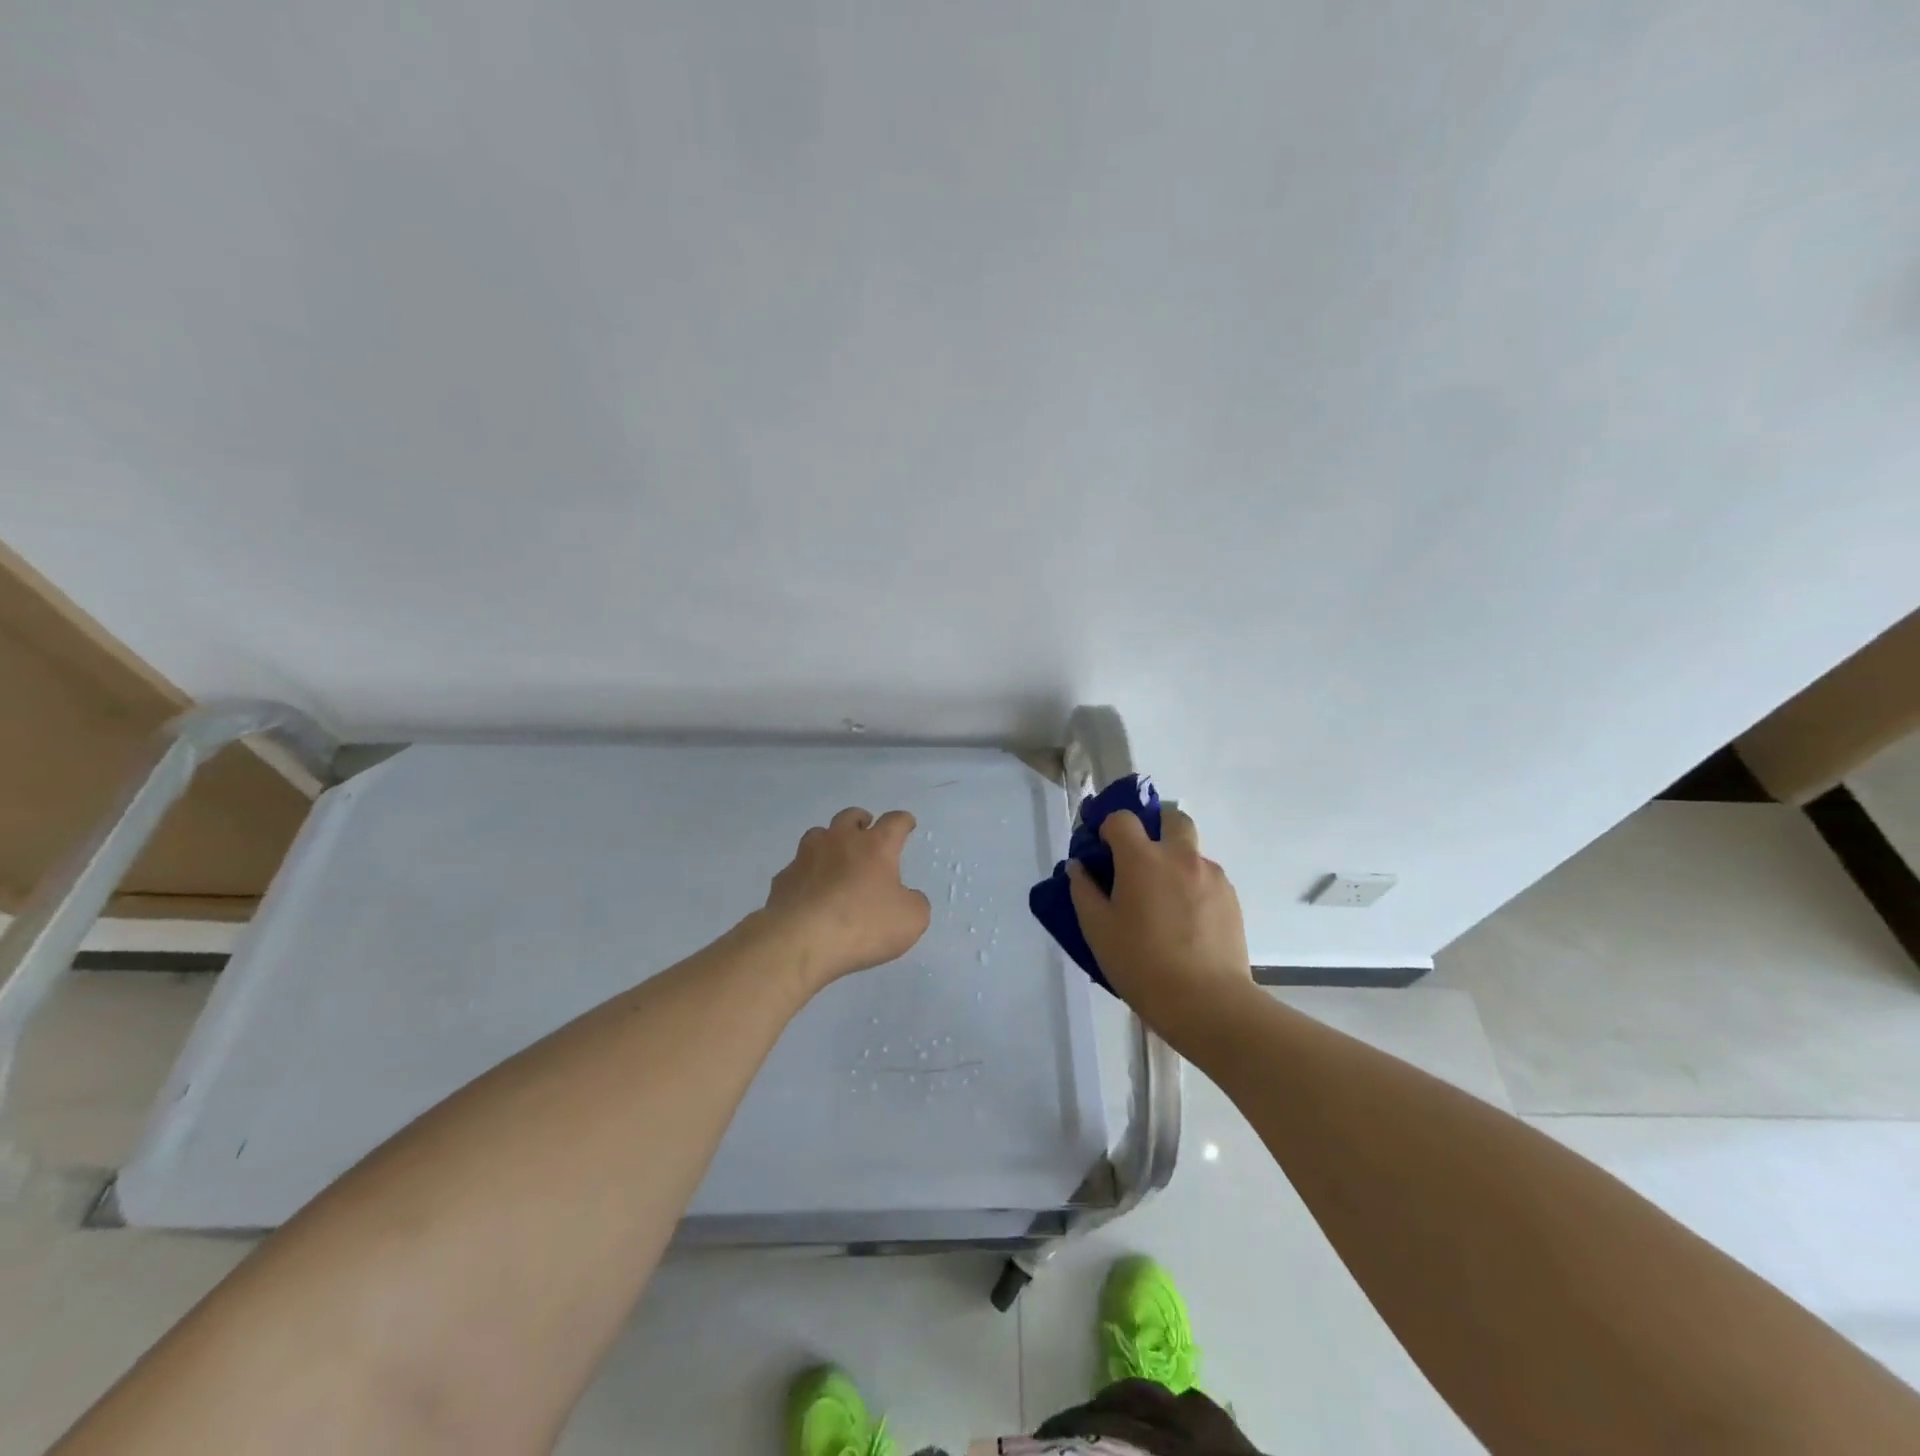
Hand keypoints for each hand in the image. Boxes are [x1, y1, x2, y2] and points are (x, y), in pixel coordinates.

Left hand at [759, 807, 931, 990]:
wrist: (800, 941)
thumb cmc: (862, 925)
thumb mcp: (911, 920)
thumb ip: (914, 903)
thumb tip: (907, 897)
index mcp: (875, 846)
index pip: (894, 822)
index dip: (903, 821)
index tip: (907, 823)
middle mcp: (840, 841)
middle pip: (850, 817)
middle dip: (861, 820)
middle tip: (866, 829)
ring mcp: (806, 857)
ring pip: (819, 835)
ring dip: (830, 840)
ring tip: (835, 856)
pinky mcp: (783, 879)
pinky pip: (798, 867)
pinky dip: (807, 873)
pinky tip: (810, 889)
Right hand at [1068, 806, 1253, 1038]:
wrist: (1207, 1002)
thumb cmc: (1141, 964)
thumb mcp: (1097, 930)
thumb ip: (1083, 891)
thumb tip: (1079, 868)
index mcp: (1142, 859)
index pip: (1122, 819)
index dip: (1109, 828)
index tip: (1103, 851)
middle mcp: (1180, 856)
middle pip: (1172, 818)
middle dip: (1155, 827)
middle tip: (1141, 860)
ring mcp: (1211, 876)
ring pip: (1192, 851)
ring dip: (1175, 861)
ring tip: (1164, 902)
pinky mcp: (1231, 898)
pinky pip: (1207, 878)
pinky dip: (1193, 886)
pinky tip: (1186, 922)